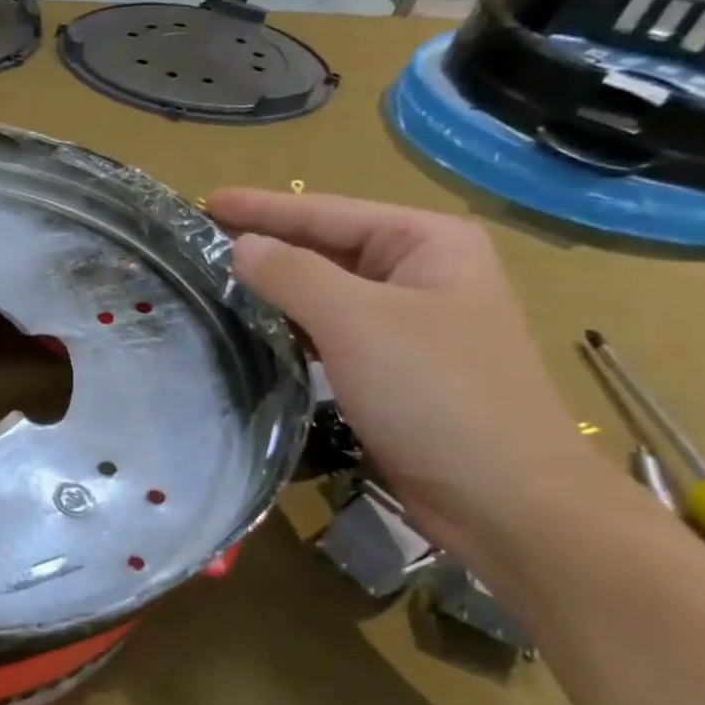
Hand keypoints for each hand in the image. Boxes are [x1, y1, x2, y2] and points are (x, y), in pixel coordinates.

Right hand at [207, 189, 600, 555]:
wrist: (505, 502)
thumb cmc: (437, 395)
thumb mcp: (357, 322)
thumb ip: (292, 275)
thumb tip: (240, 247)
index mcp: (427, 243)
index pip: (327, 212)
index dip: (262, 207)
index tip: (203, 202)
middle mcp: (421, 273)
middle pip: (326, 247)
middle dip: (265, 243)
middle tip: (199, 242)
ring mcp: (408, 324)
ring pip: (324, 292)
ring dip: (272, 286)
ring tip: (214, 279)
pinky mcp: (392, 369)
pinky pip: (328, 331)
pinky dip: (289, 326)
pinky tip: (252, 327)